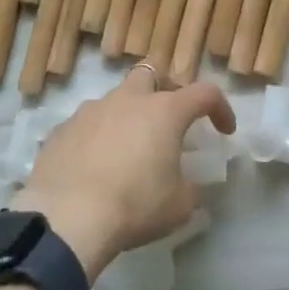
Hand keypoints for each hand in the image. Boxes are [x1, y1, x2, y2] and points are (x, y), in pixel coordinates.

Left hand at [12, 65, 235, 279]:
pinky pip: (87, 124)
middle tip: (168, 119)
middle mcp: (128, 100)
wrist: (67, 216)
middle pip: (151, 73)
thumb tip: (188, 184)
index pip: (204, 93)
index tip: (224, 130)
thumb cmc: (134, 205)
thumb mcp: (179, 206)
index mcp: (164, 111)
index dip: (220, 107)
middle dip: (164, 89)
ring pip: (116, 99)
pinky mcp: (63, 128)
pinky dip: (97, 138)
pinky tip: (95, 167)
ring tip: (128, 152)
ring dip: (128, 117)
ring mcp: (91, 110)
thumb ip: (190, 188)